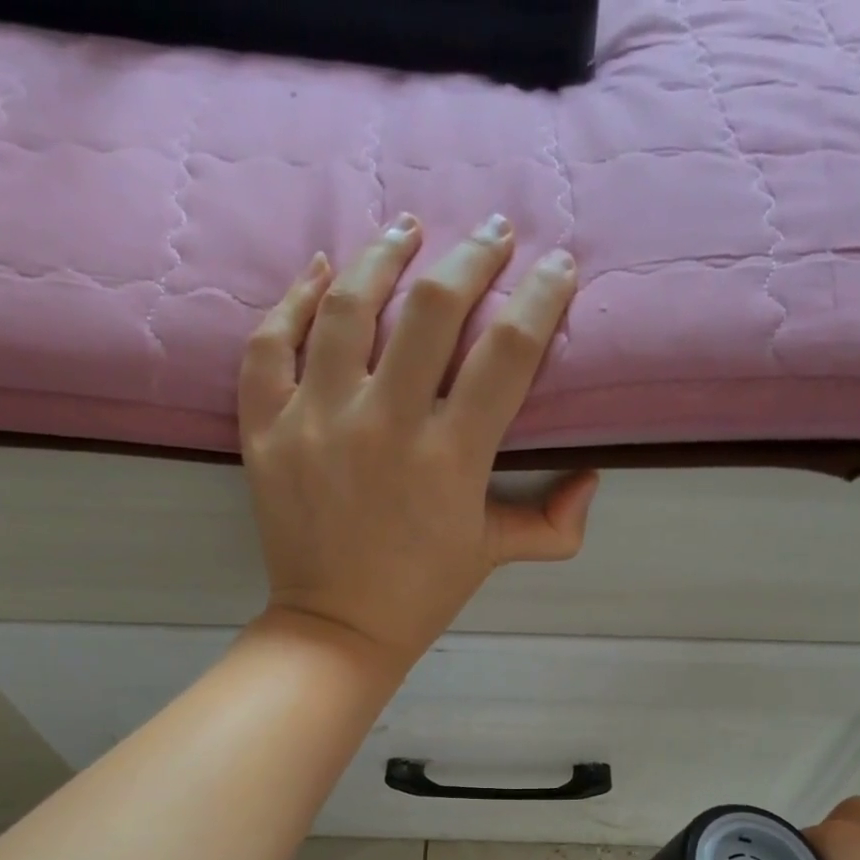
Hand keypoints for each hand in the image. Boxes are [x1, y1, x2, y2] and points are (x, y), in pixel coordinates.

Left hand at [238, 214, 597, 670]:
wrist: (338, 628)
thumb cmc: (422, 592)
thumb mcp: (494, 555)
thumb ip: (553, 523)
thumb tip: (592, 479)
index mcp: (451, 459)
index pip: (508, 351)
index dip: (541, 298)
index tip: (557, 268)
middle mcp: (384, 426)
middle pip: (432, 309)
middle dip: (473, 257)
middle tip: (493, 233)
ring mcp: (317, 423)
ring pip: (346, 307)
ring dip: (382, 255)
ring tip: (407, 230)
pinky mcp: (267, 432)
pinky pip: (268, 344)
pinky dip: (291, 300)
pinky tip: (319, 273)